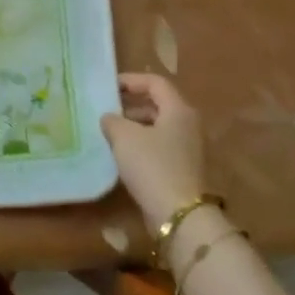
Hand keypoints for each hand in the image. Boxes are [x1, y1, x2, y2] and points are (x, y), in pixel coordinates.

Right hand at [100, 73, 205, 228]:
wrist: (179, 214)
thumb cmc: (152, 166)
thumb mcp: (124, 137)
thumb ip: (113, 120)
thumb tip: (109, 117)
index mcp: (179, 110)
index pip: (155, 83)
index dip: (131, 80)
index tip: (108, 86)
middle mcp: (188, 124)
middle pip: (158, 104)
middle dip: (131, 104)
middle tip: (106, 108)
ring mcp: (188, 147)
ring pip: (158, 126)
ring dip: (134, 125)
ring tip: (109, 131)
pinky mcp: (183, 167)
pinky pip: (160, 146)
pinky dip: (141, 144)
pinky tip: (122, 154)